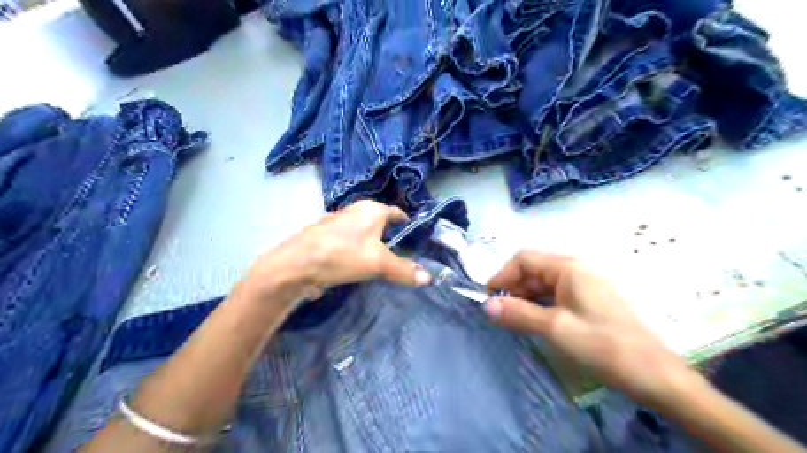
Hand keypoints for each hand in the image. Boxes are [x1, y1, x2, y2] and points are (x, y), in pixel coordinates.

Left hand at [246, 201, 434, 304]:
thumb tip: (430, 278)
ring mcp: (337, 222)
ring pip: (362, 231)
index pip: (396, 212)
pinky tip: (357, 264)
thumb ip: (404, 270)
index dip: (406, 222)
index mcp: (371, 209)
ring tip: (382, 259)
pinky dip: (357, 249)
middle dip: (389, 234)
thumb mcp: (379, 264)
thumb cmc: (342, 255)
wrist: (296, 265)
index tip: (414, 233)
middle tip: (402, 251)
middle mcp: (354, 211)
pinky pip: (349, 240)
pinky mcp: (324, 237)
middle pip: (378, 220)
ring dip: (372, 242)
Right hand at [485, 251, 700, 406]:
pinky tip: (534, 321)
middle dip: (513, 288)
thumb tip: (486, 305)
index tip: (488, 298)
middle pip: (534, 270)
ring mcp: (586, 285)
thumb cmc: (603, 345)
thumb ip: (519, 313)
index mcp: (569, 267)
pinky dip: (540, 305)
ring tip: (512, 319)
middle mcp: (577, 270)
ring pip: (545, 284)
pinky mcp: (591, 301)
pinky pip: (557, 296)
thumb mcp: (555, 328)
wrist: (655, 375)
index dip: (503, 275)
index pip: (524, 259)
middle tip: (498, 312)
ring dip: (526, 298)